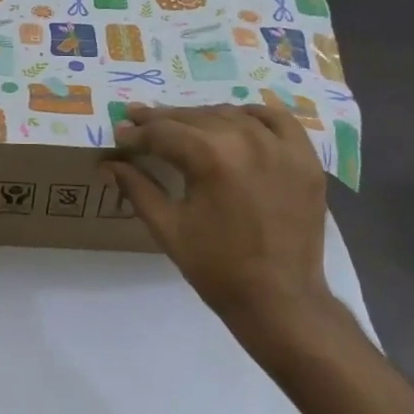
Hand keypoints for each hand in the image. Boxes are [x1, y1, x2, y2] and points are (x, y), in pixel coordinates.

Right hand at [107, 103, 341, 337]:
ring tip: (181, 125)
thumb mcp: (167, 228)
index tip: (119, 133)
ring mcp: (283, 147)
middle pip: (196, 118)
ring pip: (233, 114)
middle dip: (163, 120)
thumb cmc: (216, 267)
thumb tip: (108, 164)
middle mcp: (249, 141)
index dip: (137, 133)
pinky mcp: (305, 160)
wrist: (279, 299)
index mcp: (212, 158)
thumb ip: (137, 188)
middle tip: (139, 121)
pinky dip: (254, 115)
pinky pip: (279, 120)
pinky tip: (237, 120)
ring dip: (202, 117)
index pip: (164, 133)